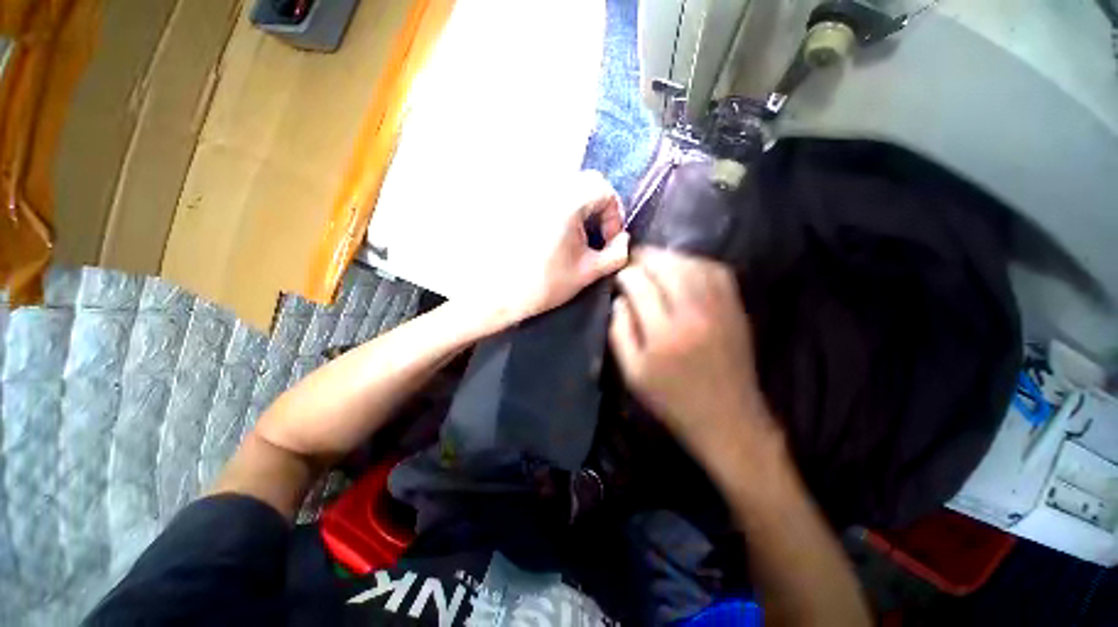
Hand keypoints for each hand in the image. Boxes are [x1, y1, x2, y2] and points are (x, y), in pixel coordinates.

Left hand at [464, 171, 629, 332]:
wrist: (499, 293)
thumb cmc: (544, 284)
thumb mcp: (588, 272)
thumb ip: (616, 254)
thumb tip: (623, 239)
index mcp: (566, 201)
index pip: (603, 189)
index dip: (614, 214)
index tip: (608, 239)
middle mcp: (546, 188)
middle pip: (585, 181)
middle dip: (598, 207)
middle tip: (595, 236)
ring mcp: (528, 192)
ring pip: (566, 186)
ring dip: (579, 207)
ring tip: (575, 237)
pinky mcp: (516, 201)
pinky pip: (547, 194)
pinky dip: (560, 208)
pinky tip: (554, 234)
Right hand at [609, 249, 778, 456]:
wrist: (727, 417)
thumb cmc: (672, 398)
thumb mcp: (632, 373)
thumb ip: (619, 332)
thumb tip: (620, 299)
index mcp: (664, 333)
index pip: (639, 284)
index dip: (625, 274)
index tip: (618, 276)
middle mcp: (693, 312)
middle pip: (666, 266)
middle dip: (644, 257)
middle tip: (631, 260)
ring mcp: (720, 307)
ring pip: (691, 263)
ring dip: (668, 257)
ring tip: (653, 261)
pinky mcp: (735, 308)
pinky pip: (716, 271)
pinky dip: (696, 262)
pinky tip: (683, 267)